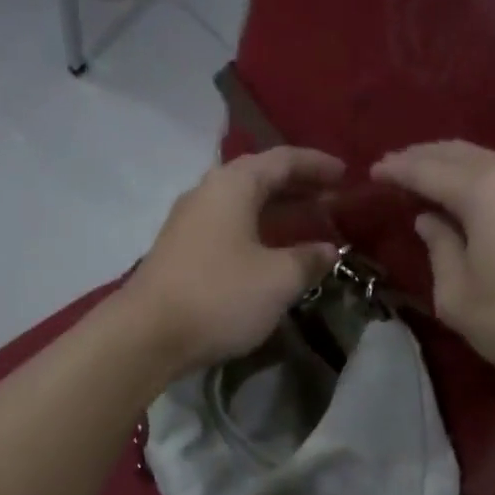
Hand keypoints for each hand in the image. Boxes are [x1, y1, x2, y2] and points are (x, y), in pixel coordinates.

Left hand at [124, 148, 343, 377]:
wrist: (148, 335)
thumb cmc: (220, 296)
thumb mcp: (278, 279)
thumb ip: (309, 259)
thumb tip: (329, 250)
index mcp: (233, 185)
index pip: (283, 160)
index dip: (317, 165)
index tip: (346, 174)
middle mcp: (208, 193)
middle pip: (260, 179)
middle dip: (299, 187)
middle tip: (333, 200)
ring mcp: (190, 223)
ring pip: (244, 206)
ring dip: (279, 212)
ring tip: (310, 224)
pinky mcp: (182, 251)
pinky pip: (230, 228)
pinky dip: (259, 232)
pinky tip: (273, 253)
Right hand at [373, 142, 494, 395]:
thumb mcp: (458, 295)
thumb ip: (438, 248)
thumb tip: (429, 220)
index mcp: (484, 190)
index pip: (427, 169)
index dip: (397, 170)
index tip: (371, 174)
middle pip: (457, 152)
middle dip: (421, 157)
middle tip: (391, 169)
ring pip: (483, 158)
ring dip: (448, 163)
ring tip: (420, 176)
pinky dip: (474, 174)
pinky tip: (461, 191)